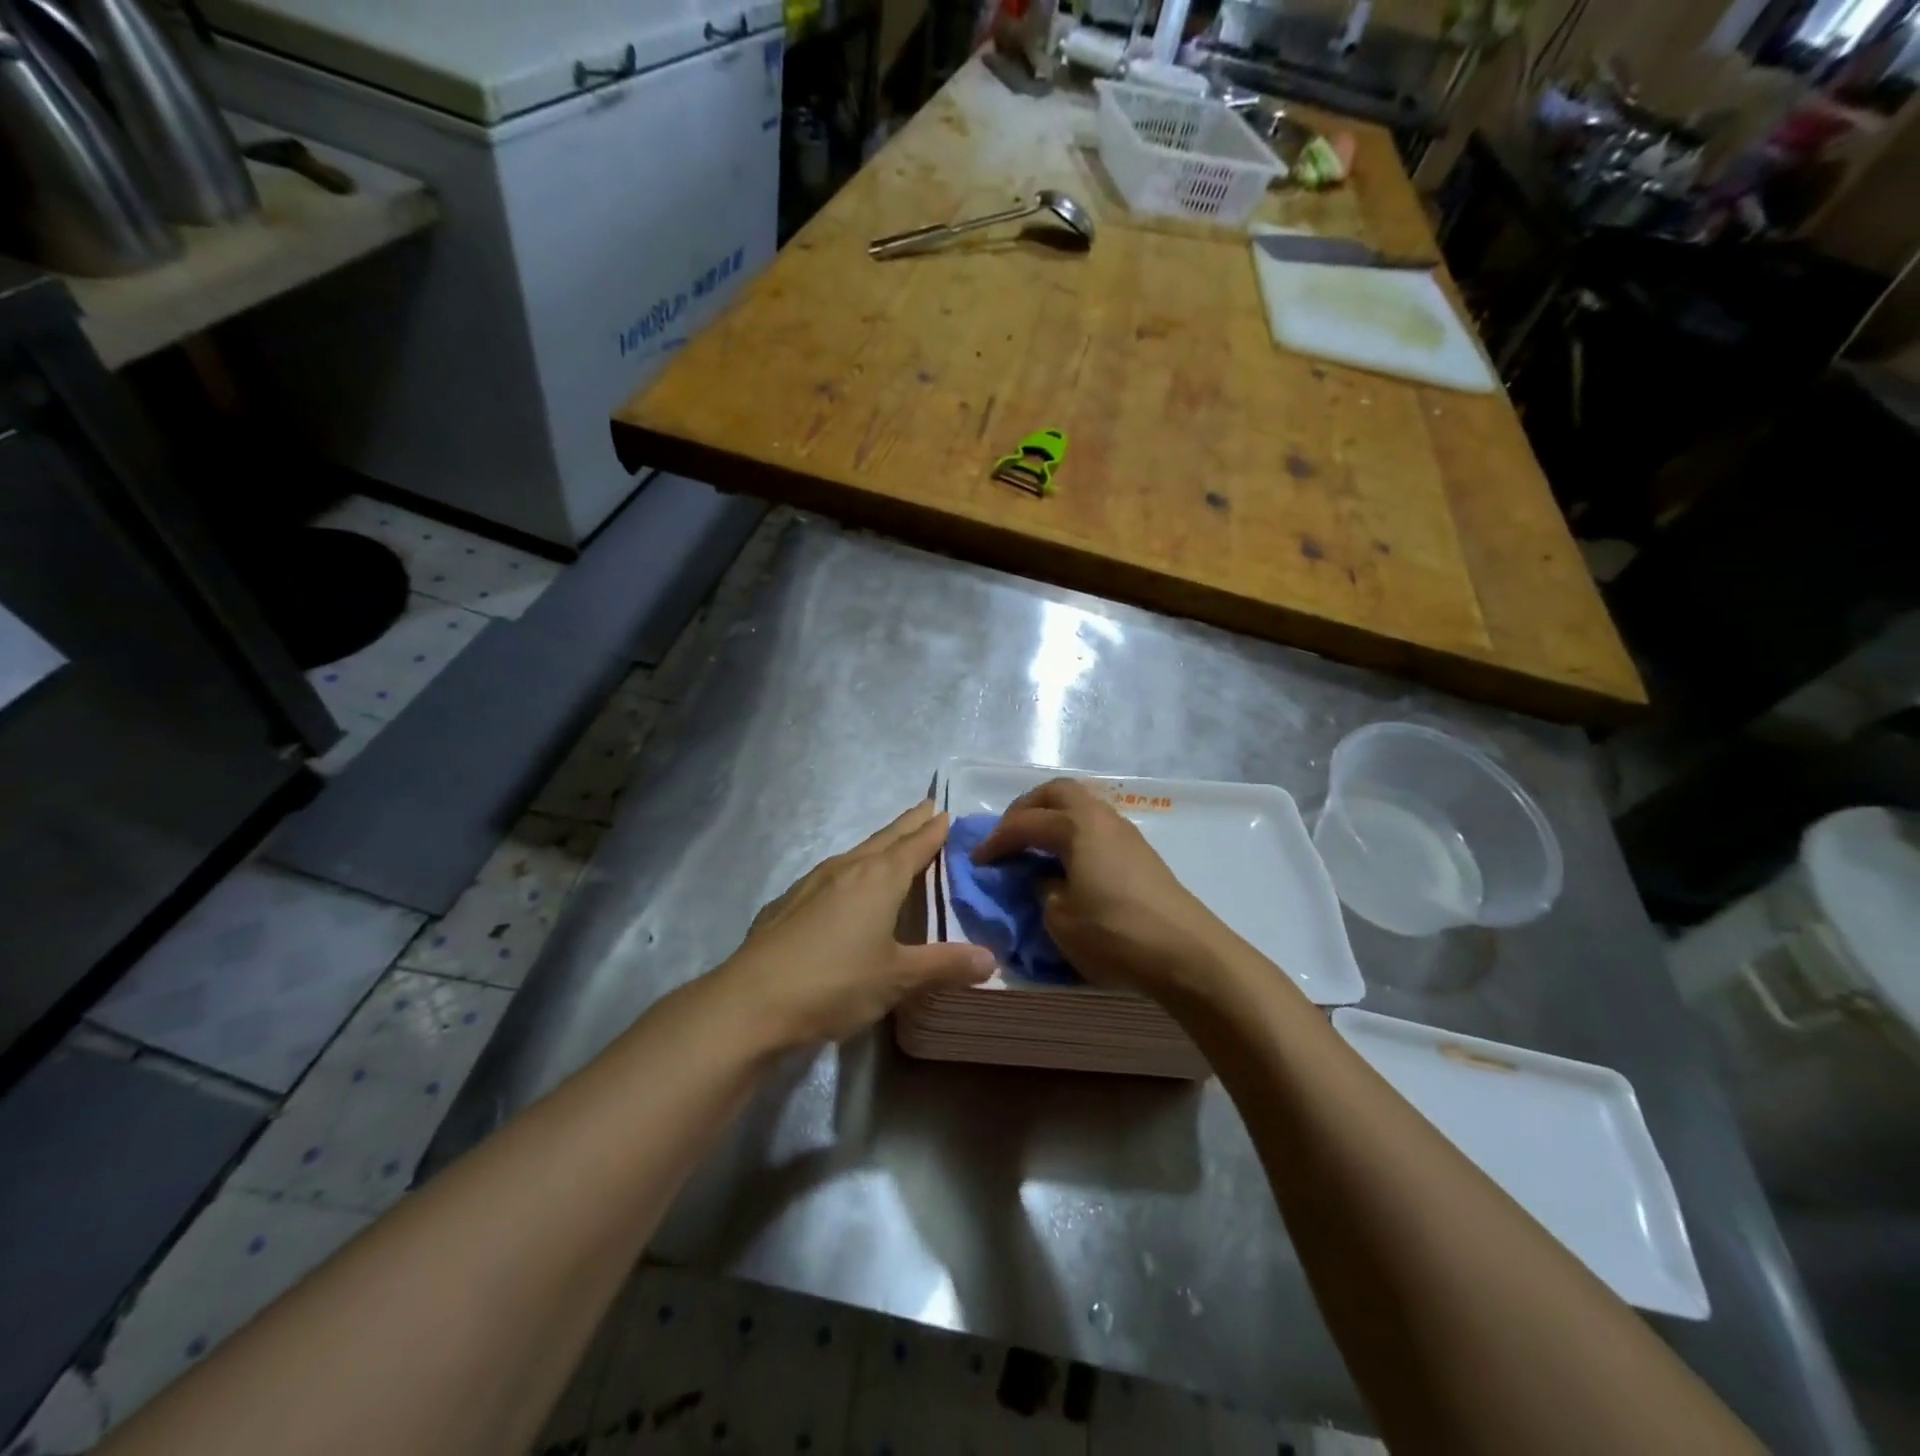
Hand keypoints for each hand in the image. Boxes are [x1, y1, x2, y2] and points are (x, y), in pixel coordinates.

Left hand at [717, 800, 994, 1047]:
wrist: (752, 1001)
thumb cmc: (836, 982)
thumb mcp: (898, 978)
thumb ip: (945, 965)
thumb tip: (991, 960)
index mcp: (879, 878)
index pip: (915, 844)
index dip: (933, 830)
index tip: (946, 812)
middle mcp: (847, 869)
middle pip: (885, 838)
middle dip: (909, 824)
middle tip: (927, 807)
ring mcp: (812, 882)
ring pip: (856, 853)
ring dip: (879, 844)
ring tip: (892, 843)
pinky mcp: (788, 902)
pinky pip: (831, 873)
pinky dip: (851, 869)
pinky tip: (844, 886)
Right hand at [971, 779, 1243, 999]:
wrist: (1185, 952)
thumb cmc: (1114, 932)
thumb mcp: (1059, 917)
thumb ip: (1042, 889)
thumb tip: (1043, 877)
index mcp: (1075, 826)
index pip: (1025, 823)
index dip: (996, 840)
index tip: (977, 861)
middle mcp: (1100, 817)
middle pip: (1057, 792)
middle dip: (1026, 808)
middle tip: (1008, 836)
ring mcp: (1125, 831)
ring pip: (1081, 805)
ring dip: (1053, 817)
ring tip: (1036, 847)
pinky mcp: (1140, 852)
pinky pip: (1096, 825)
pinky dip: (1074, 832)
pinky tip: (1068, 861)